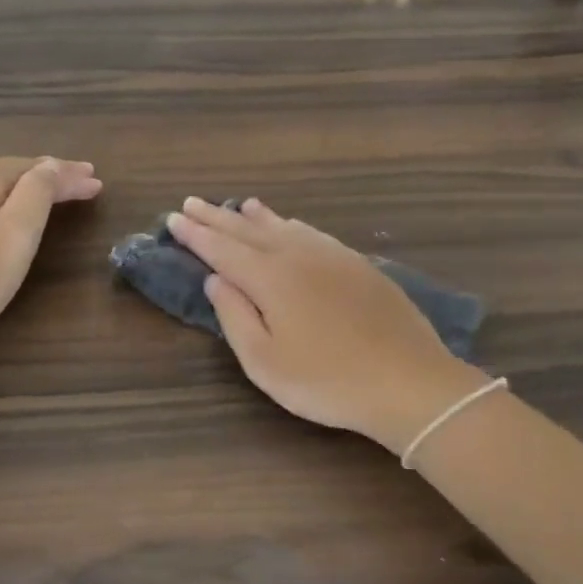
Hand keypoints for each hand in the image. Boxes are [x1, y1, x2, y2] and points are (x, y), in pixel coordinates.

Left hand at [0, 157, 101, 353]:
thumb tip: (51, 165)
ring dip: (30, 185)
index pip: (35, 168)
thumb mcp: (15, 236)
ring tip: (61, 189)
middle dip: (52, 177)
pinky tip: (19, 202)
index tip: (97, 182)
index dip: (68, 175)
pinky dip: (6, 196)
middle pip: (16, 170)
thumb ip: (37, 194)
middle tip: (86, 182)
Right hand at [168, 198, 487, 453]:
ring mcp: (332, 257)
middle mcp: (298, 256)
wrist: (409, 381)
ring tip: (238, 206)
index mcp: (270, 278)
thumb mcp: (265, 361)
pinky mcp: (358, 265)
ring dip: (255, 217)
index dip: (196, 235)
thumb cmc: (327, 381)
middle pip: (249, 230)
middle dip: (217, 217)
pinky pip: (313, 233)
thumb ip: (235, 316)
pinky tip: (291, 226)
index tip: (173, 219)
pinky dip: (292, 225)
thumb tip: (217, 279)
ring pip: (284, 226)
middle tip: (191, 202)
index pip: (222, 249)